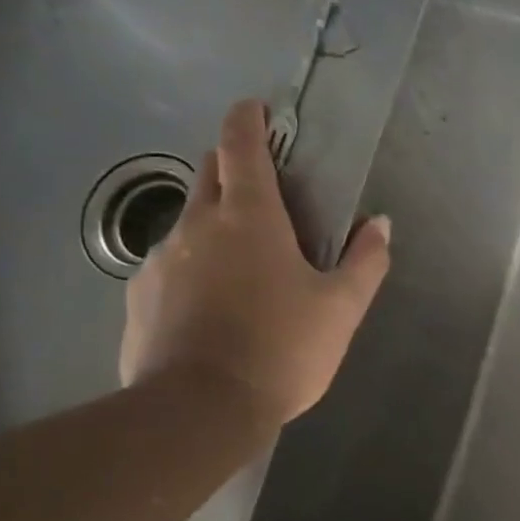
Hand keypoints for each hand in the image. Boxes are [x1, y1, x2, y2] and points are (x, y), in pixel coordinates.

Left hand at [119, 100, 390, 437]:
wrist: (197, 412)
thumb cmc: (281, 350)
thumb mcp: (341, 308)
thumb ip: (366, 261)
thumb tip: (380, 224)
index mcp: (250, 216)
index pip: (241, 145)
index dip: (247, 119)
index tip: (255, 107)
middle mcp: (198, 224)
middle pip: (209, 172)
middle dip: (232, 165)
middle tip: (265, 190)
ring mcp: (160, 259)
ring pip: (189, 219)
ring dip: (214, 221)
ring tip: (242, 261)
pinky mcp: (139, 296)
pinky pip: (170, 262)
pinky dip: (193, 264)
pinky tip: (211, 303)